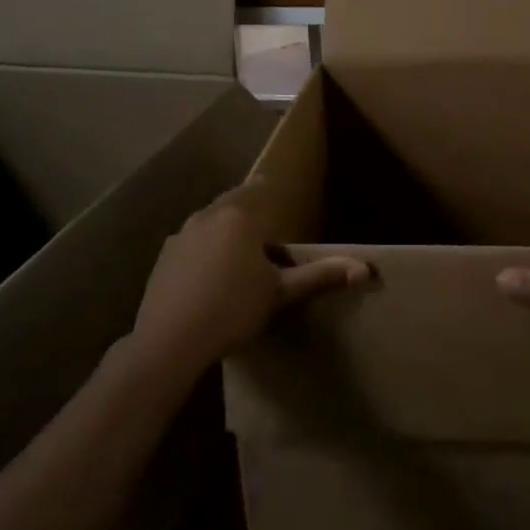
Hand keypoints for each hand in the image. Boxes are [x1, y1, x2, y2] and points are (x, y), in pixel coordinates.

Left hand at [130, 185, 369, 377]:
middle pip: (233, 202)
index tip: (276, 188)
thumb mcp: (281, 294)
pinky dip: (203, 247)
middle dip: (248, 208)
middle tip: (263, 222)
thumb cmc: (232, 310)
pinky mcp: (164, 257)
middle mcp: (208, 215)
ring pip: (210, 221)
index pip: (258, 189)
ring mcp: (182, 235)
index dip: (269, 188)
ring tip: (238, 248)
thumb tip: (365, 268)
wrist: (169, 341)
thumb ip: (321, 276)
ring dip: (224, 227)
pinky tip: (208, 273)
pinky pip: (191, 241)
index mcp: (239, 216)